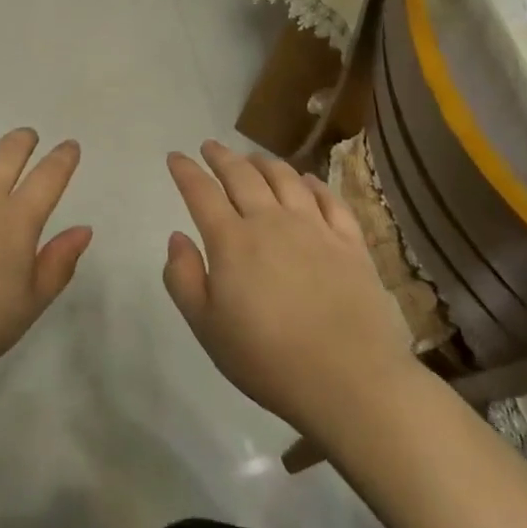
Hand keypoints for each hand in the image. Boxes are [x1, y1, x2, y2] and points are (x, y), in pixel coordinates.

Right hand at [163, 140, 416, 433]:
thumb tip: (177, 237)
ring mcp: (315, 229)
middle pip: (242, 176)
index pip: (202, 193)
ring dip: (264, 163)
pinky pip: (330, 199)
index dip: (186, 172)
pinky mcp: (350, 243)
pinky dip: (313, 182)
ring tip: (253, 158)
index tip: (176, 157)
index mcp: (232, 241)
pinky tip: (306, 180)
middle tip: (210, 147)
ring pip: (286, 179)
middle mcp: (271, 222)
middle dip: (222, 157)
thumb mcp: (206, 327)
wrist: (350, 380)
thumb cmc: (267, 359)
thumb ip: (183, 278)